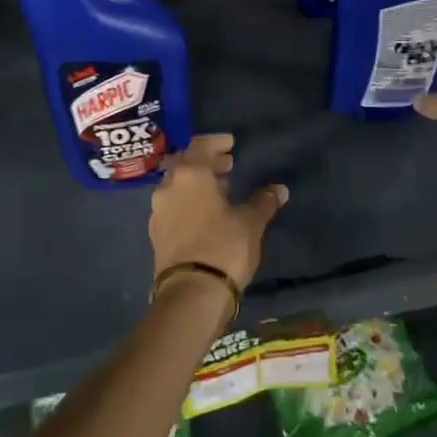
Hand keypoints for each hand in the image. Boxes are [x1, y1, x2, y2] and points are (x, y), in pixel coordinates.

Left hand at [148, 134, 287, 292]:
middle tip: (228, 165)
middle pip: (185, 163)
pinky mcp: (156, 232)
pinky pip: (173, 205)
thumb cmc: (223, 247)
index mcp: (190, 174)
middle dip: (206, 162)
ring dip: (197, 182)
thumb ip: (263, 201)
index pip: (200, 145)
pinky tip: (206, 212)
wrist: (191, 294)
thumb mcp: (250, 222)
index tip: (231, 144)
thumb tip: (279, 189)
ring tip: (221, 189)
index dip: (217, 142)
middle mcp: (168, 186)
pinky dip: (188, 200)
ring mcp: (158, 210)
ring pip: (177, 184)